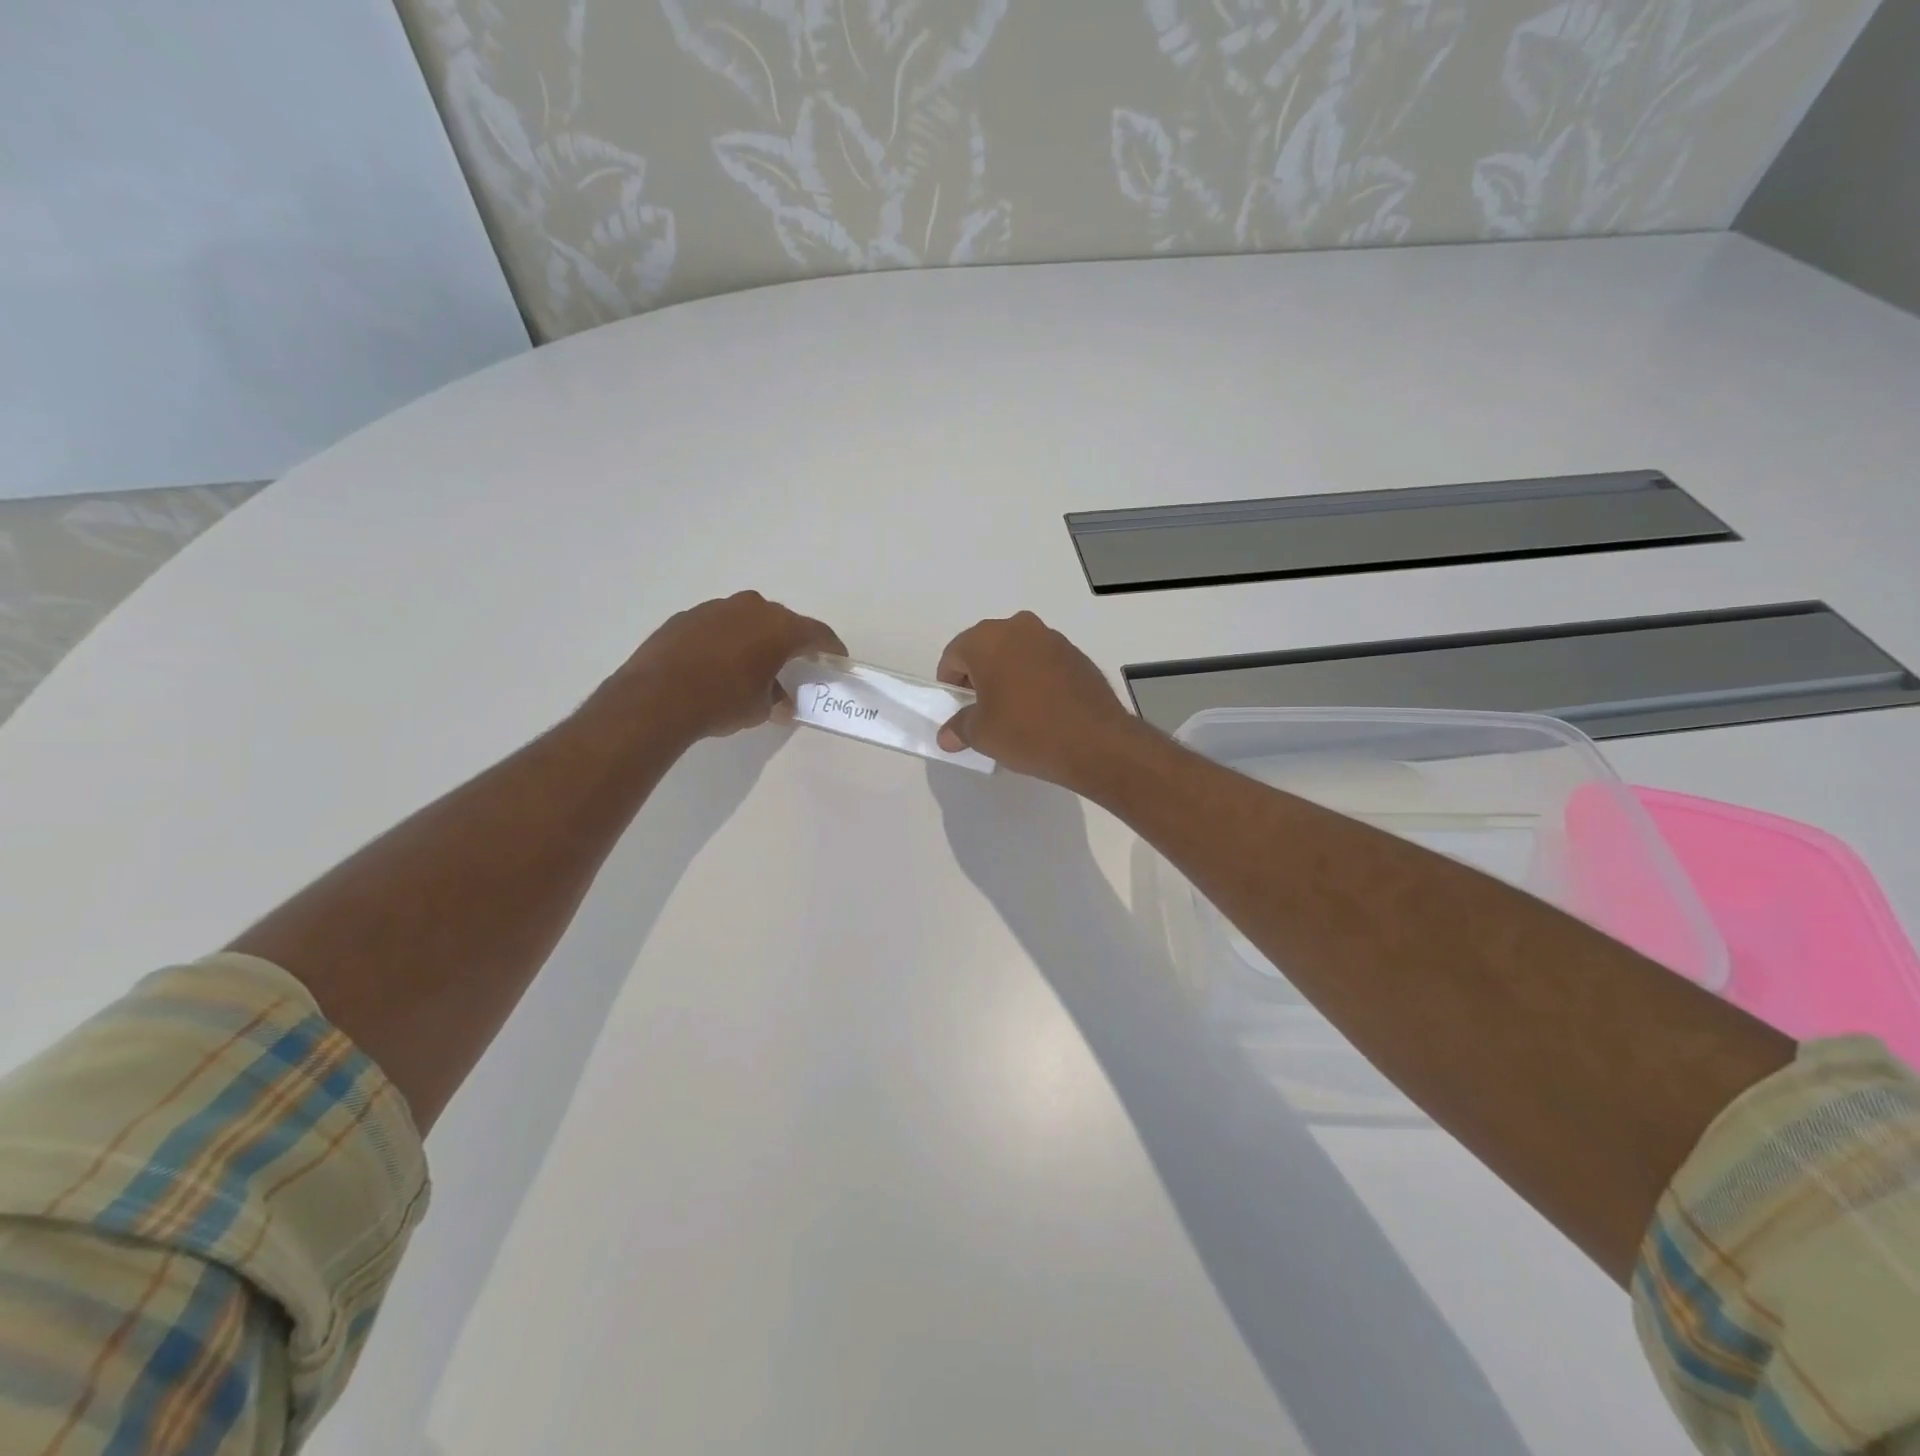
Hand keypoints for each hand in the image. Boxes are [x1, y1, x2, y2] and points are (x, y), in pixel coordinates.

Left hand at [612, 591, 844, 741]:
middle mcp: (751, 608)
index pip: (817, 633)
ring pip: (747, 620)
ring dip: (754, 638)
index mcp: (779, 628)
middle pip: (782, 622)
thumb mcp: (760, 709)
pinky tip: (717, 664)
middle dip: (790, 642)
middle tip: (793, 663)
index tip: (836, 658)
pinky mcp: (687, 616)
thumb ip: (777, 699)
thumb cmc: (722, 701)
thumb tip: (781, 703)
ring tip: (751, 665)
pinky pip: (718, 625)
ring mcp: (716, 608)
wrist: (657, 698)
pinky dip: (725, 640)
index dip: (830, 647)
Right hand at [934, 612, 1139, 786]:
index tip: (957, 708)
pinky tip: (1041, 709)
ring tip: (1013, 711)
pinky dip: (1034, 678)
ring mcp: (1052, 638)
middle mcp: (1019, 628)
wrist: (1096, 742)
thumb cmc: (1027, 731)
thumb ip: (959, 727)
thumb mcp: (982, 735)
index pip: (954, 655)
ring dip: (1008, 675)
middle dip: (979, 675)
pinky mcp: (1076, 655)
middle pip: (986, 648)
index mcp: (988, 640)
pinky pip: (1043, 662)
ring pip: (1017, 652)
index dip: (950, 683)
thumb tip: (948, 734)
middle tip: (981, 709)